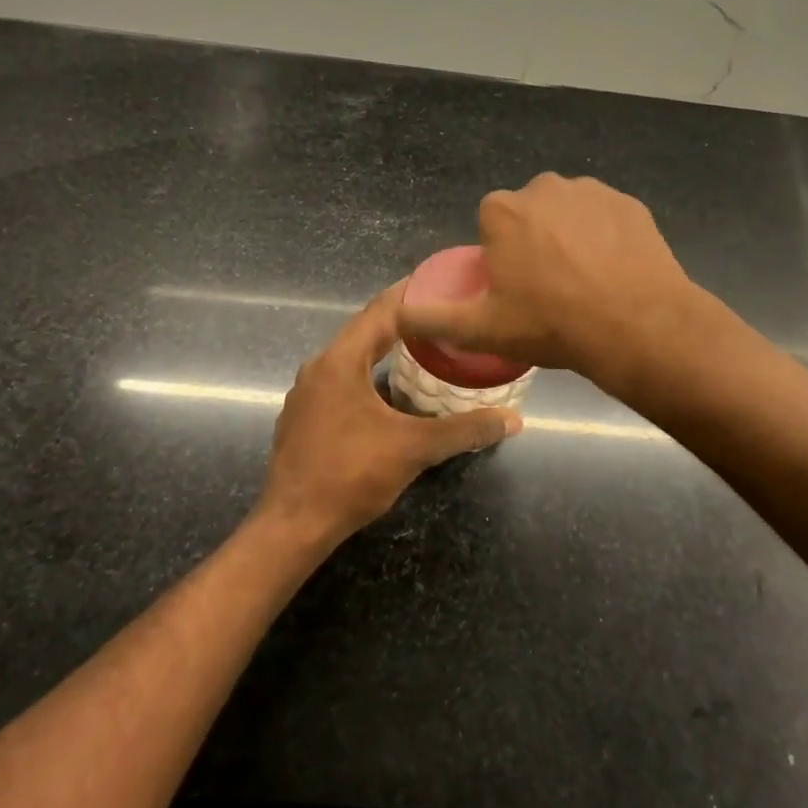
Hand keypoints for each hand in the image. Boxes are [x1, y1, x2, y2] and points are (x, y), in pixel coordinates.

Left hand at [257, 282, 520, 545]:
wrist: (293, 525)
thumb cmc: (351, 475)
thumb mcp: (414, 449)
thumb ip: (464, 430)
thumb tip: (513, 420)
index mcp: (340, 362)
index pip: (381, 311)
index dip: (412, 294)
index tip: (442, 281)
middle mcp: (318, 367)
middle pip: (365, 330)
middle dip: (403, 321)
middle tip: (443, 314)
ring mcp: (306, 393)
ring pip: (351, 357)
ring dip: (385, 349)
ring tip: (424, 348)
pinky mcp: (303, 416)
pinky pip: (341, 380)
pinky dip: (368, 374)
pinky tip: (390, 391)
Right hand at [394, 173, 696, 387]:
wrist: (636, 326)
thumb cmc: (550, 324)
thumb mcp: (481, 329)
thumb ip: (432, 318)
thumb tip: (399, 314)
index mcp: (503, 210)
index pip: (491, 225)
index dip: (501, 257)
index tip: (517, 289)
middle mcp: (544, 187)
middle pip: (529, 215)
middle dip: (534, 242)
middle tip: (550, 290)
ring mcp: (592, 191)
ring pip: (569, 213)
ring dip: (570, 238)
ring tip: (585, 283)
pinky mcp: (630, 203)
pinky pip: (606, 218)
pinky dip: (606, 238)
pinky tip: (614, 272)